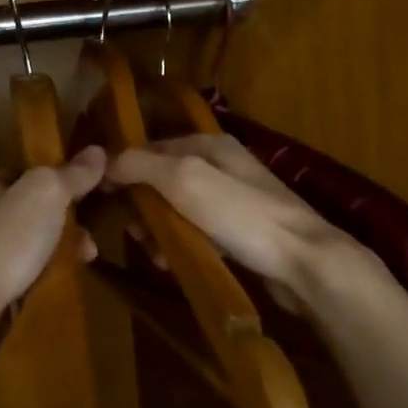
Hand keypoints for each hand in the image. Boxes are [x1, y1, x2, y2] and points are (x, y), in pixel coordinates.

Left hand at [0, 146, 105, 315]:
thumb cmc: (4, 240)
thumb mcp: (46, 195)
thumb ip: (72, 173)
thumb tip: (97, 152)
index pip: (23, 171)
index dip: (57, 183)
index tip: (85, 200)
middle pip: (22, 206)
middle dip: (60, 221)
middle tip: (88, 241)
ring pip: (18, 238)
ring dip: (51, 248)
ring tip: (81, 261)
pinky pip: (7, 266)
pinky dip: (31, 270)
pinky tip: (51, 280)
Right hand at [106, 134, 386, 306]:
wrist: (305, 262)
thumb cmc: (241, 215)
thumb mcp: (185, 180)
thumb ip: (141, 165)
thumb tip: (104, 161)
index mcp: (207, 144)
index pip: (148, 148)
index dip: (122, 170)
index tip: (102, 199)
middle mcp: (219, 164)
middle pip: (161, 180)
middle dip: (142, 207)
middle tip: (135, 234)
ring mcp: (232, 198)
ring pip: (177, 209)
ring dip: (160, 230)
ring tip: (156, 256)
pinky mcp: (240, 230)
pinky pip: (197, 231)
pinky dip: (182, 244)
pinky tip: (176, 263)